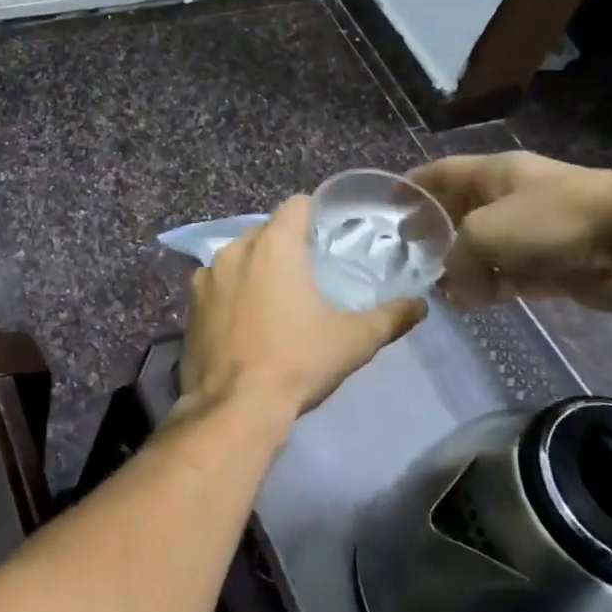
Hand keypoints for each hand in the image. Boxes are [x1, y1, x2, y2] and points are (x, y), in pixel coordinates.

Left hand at [182, 195, 424, 419]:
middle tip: (309, 272)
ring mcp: (205, 276)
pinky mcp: (190, 303)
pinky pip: (216, 283)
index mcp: (273, 246)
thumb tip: (420, 305)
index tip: (329, 234)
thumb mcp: (354, 340)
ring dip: (256, 267)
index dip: (315, 214)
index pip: (296, 206)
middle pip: (266, 231)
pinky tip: (245, 320)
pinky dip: (231, 291)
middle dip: (286, 244)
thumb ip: (391, 316)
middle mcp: (235, 250)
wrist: (235, 406)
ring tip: (276, 298)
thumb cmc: (298, 361)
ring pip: (238, 256)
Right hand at [408, 152, 611, 314]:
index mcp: (495, 173)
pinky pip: (515, 275)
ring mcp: (538, 232)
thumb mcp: (483, 232)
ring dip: (465, 268)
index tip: (389, 203)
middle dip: (437, 232)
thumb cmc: (552, 219)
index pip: (442, 173)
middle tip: (410, 254)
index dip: (414, 185)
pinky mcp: (560, 264)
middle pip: (463, 212)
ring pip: (488, 249)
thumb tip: (455, 286)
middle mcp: (513, 198)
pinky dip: (495, 286)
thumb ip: (455, 258)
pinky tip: (477, 302)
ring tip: (440, 290)